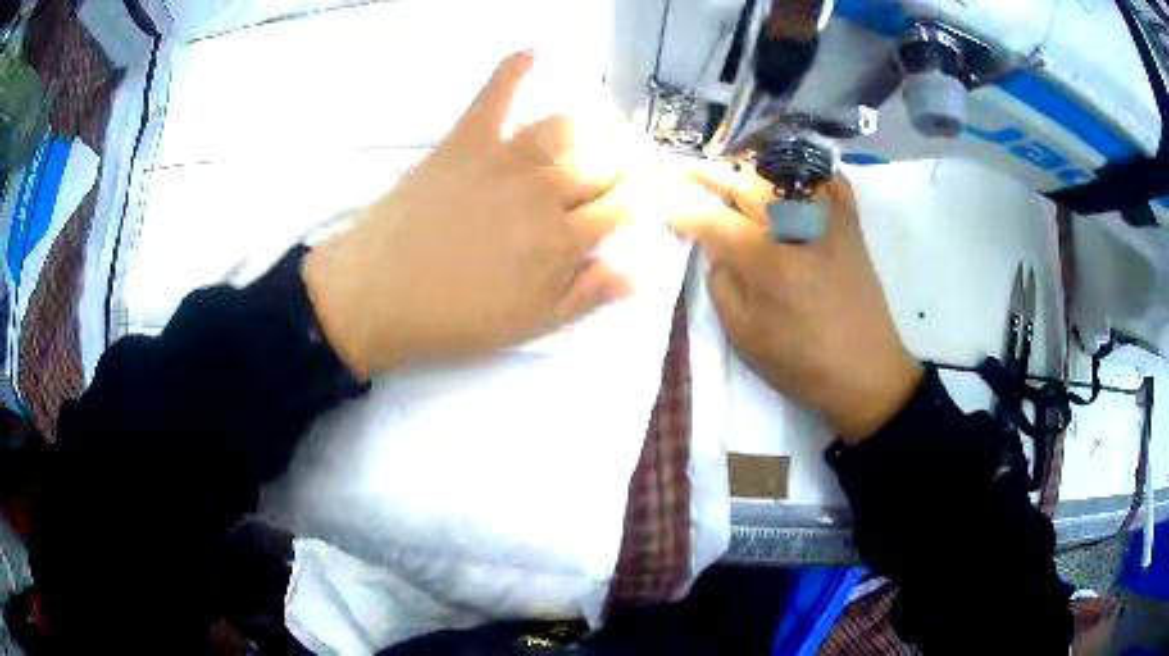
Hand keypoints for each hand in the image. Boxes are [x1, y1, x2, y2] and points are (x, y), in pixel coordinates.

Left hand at [302, 52, 631, 377]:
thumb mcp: (528, 324)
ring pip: (566, 126)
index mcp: (561, 240)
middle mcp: (544, 191)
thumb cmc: (454, 317)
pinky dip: (515, 68)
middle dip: (623, 165)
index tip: (641, 198)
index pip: (622, 206)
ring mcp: (504, 158)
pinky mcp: (466, 139)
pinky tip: (534, 53)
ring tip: (591, 134)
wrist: (379, 293)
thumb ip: (584, 296)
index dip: (640, 199)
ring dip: (589, 127)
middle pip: (602, 164)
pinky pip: (496, 92)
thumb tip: (637, 274)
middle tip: (621, 169)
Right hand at [671, 164, 921, 441]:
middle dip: (709, 173)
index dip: (683, 210)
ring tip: (728, 166)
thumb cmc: (803, 364)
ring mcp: (828, 221)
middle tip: (684, 167)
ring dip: (750, 166)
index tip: (662, 202)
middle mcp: (797, 228)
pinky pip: (830, 182)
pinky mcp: (851, 226)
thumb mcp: (746, 338)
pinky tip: (790, 173)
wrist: (867, 373)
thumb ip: (723, 287)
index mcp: (767, 261)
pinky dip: (809, 172)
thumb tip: (718, 252)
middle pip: (746, 184)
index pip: (713, 221)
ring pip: (785, 175)